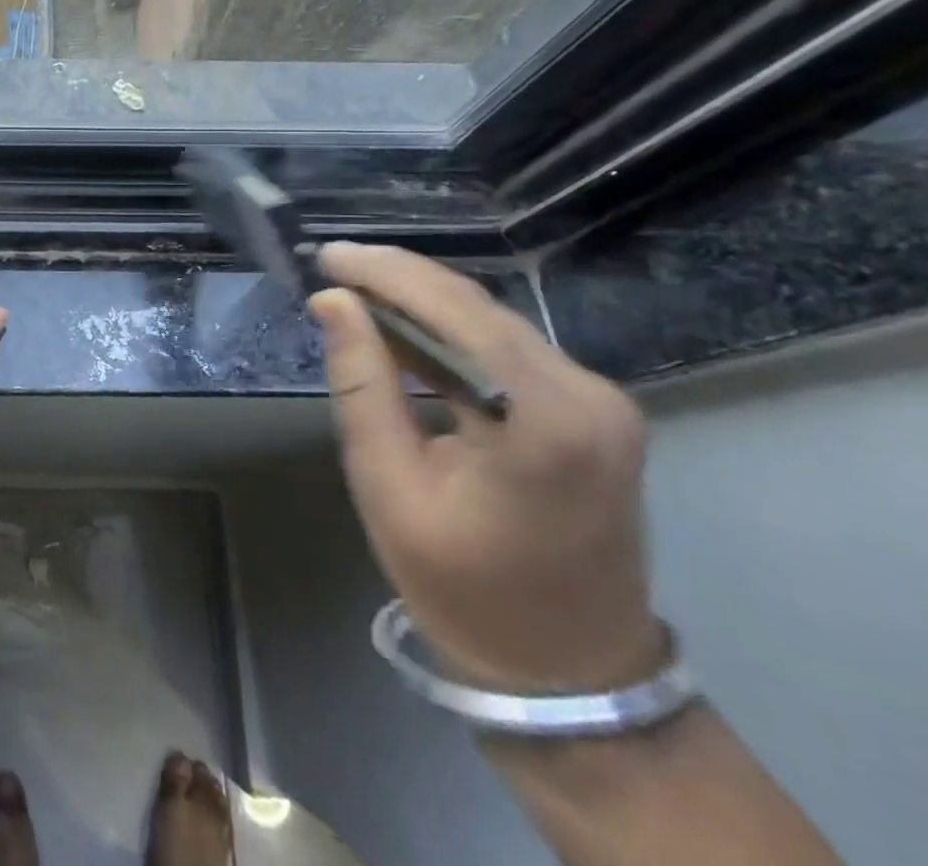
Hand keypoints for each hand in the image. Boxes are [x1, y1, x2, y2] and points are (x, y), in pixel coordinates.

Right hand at [313, 242, 660, 695]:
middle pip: (477, 308)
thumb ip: (361, 384)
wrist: (569, 672)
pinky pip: (509, 349)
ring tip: (355, 289)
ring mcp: (602, 402)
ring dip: (422, 302)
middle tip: (332, 265)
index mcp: (543, 420)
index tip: (325, 255)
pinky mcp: (595, 412)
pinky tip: (404, 329)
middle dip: (399, 279)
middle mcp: (588, 395)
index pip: (453, 312)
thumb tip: (334, 302)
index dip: (384, 274)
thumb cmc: (464, 588)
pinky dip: (451, 332)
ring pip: (493, 322)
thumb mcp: (388, 486)